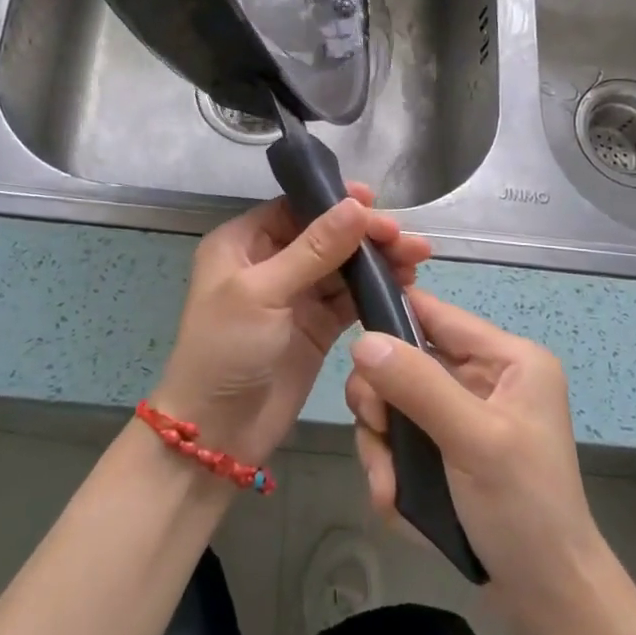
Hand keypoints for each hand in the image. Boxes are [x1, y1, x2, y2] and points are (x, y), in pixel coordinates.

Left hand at [154, 185, 430, 466]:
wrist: (219, 433)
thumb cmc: (226, 350)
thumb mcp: (263, 292)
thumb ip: (314, 249)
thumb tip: (357, 205)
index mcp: (242, 243)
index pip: (295, 209)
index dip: (335, 202)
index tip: (375, 201)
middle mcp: (269, 262)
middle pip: (325, 235)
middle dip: (364, 233)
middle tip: (405, 238)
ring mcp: (295, 296)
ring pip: (342, 266)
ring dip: (377, 261)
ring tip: (417, 258)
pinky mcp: (317, 327)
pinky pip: (350, 299)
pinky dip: (376, 291)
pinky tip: (405, 284)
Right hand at [345, 288, 608, 624]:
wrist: (548, 601)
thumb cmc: (524, 510)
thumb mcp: (473, 440)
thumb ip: (418, 385)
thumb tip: (362, 339)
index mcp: (507, 360)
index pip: (435, 314)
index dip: (390, 320)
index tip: (353, 349)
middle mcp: (484, 379)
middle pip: (405, 362)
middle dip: (382, 403)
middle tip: (378, 434)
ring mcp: (463, 417)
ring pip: (395, 405)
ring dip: (382, 446)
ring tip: (390, 488)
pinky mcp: (448, 451)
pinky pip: (401, 442)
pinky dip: (391, 470)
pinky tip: (396, 502)